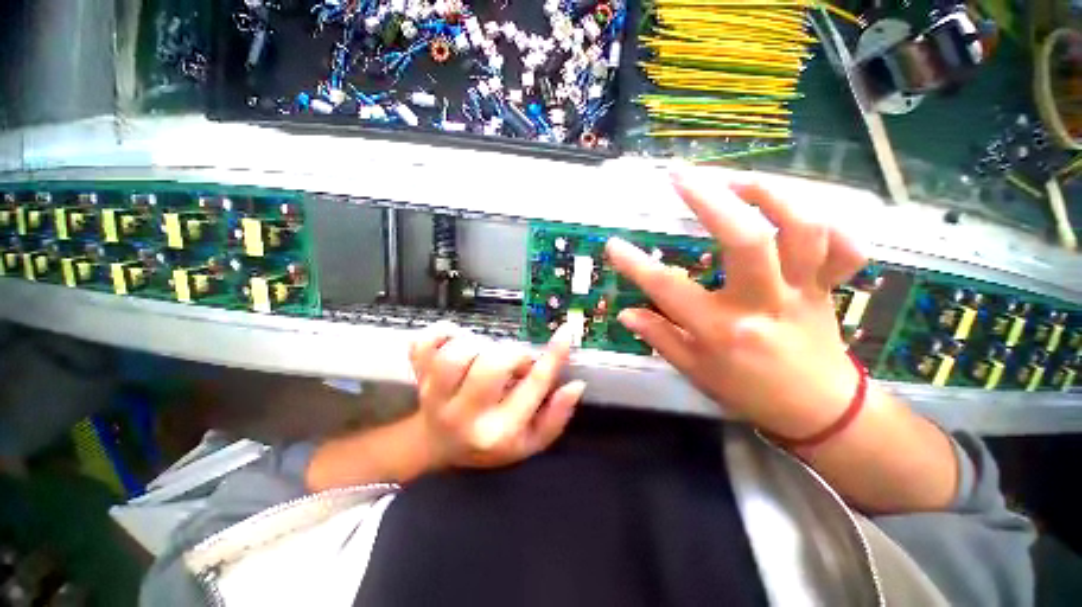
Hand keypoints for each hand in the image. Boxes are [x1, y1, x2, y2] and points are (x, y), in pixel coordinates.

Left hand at [408, 322, 585, 469]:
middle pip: (492, 364)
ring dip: (479, 344)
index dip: (553, 356)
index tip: (565, 333)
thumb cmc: (490, 443)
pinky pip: (424, 343)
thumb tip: (575, 385)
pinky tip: (454, 340)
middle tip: (513, 360)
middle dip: (512, 354)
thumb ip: (556, 416)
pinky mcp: (417, 376)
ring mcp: (434, 394)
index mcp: (499, 431)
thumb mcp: (530, 441)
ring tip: (484, 354)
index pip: (533, 386)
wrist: (439, 445)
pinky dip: (442, 332)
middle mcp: (465, 414)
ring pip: (458, 352)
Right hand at [607, 170, 866, 439]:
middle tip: (681, 176)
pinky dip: (827, 220)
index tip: (614, 245)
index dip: (636, 265)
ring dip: (769, 193)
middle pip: (746, 241)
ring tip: (735, 179)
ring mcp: (803, 290)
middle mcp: (763, 304)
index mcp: (722, 330)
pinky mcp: (828, 286)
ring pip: (803, 229)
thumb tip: (625, 313)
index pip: (669, 290)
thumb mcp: (695, 371)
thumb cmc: (748, 392)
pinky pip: (843, 246)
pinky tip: (793, 210)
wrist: (820, 412)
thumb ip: (659, 337)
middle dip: (710, 200)